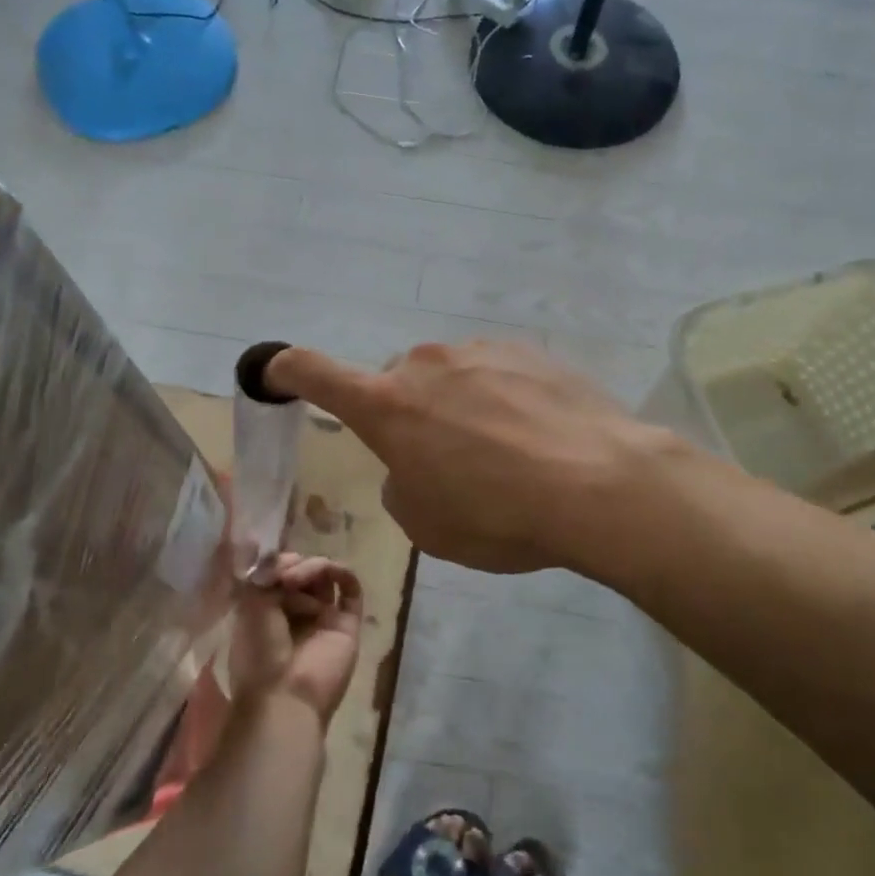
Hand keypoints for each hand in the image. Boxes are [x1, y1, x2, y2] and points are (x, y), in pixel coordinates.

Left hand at [228, 553, 363, 723]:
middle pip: (304, 573)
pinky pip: (351, 591)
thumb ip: (267, 574)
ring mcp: (324, 619)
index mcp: (269, 613)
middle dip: (294, 565)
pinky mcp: (348, 625)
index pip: (280, 575)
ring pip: (325, 578)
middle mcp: (297, 614)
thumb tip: (284, 557)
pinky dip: (342, 573)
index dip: (278, 563)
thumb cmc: (260, 654)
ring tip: (297, 579)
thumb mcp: (251, 606)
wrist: (285, 697)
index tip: (270, 566)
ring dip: (313, 568)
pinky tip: (331, 571)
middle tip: (285, 576)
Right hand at [266, 339, 686, 575]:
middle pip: (395, 385)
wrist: (601, 484)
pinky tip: (537, 436)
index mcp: (387, 405)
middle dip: (405, 416)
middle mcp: (424, 364)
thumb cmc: (498, 514)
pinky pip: (493, 374)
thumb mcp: (426, 525)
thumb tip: (413, 463)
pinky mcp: (527, 350)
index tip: (273, 369)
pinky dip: (499, 400)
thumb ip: (400, 485)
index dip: (286, 369)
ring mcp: (479, 351)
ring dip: (456, 408)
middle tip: (444, 463)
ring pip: (447, 378)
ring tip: (504, 455)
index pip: (315, 372)